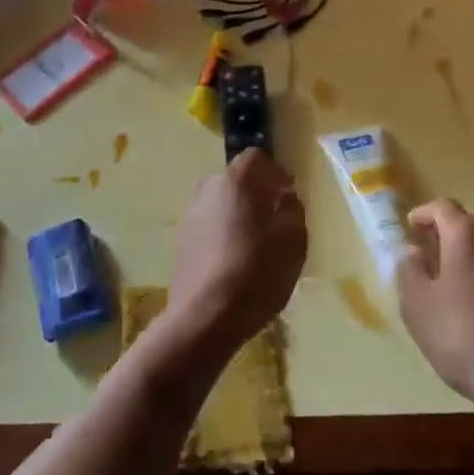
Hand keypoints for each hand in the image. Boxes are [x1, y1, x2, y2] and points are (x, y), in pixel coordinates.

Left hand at [167, 148, 306, 361]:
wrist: (205, 316)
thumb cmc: (257, 270)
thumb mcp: (293, 239)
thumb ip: (293, 209)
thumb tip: (284, 198)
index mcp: (236, 180)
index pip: (256, 158)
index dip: (275, 173)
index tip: (289, 196)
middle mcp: (208, 189)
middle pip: (237, 182)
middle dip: (256, 196)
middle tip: (275, 222)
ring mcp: (190, 216)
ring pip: (221, 206)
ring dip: (238, 218)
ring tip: (256, 248)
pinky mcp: (180, 244)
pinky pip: (209, 230)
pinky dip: (222, 238)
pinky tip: (234, 266)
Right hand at [397, 199, 473, 411]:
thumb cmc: (463, 335)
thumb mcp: (417, 306)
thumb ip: (409, 272)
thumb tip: (411, 252)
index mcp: (466, 235)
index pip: (443, 207)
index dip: (424, 214)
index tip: (410, 228)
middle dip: (456, 222)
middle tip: (438, 242)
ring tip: (464, 263)